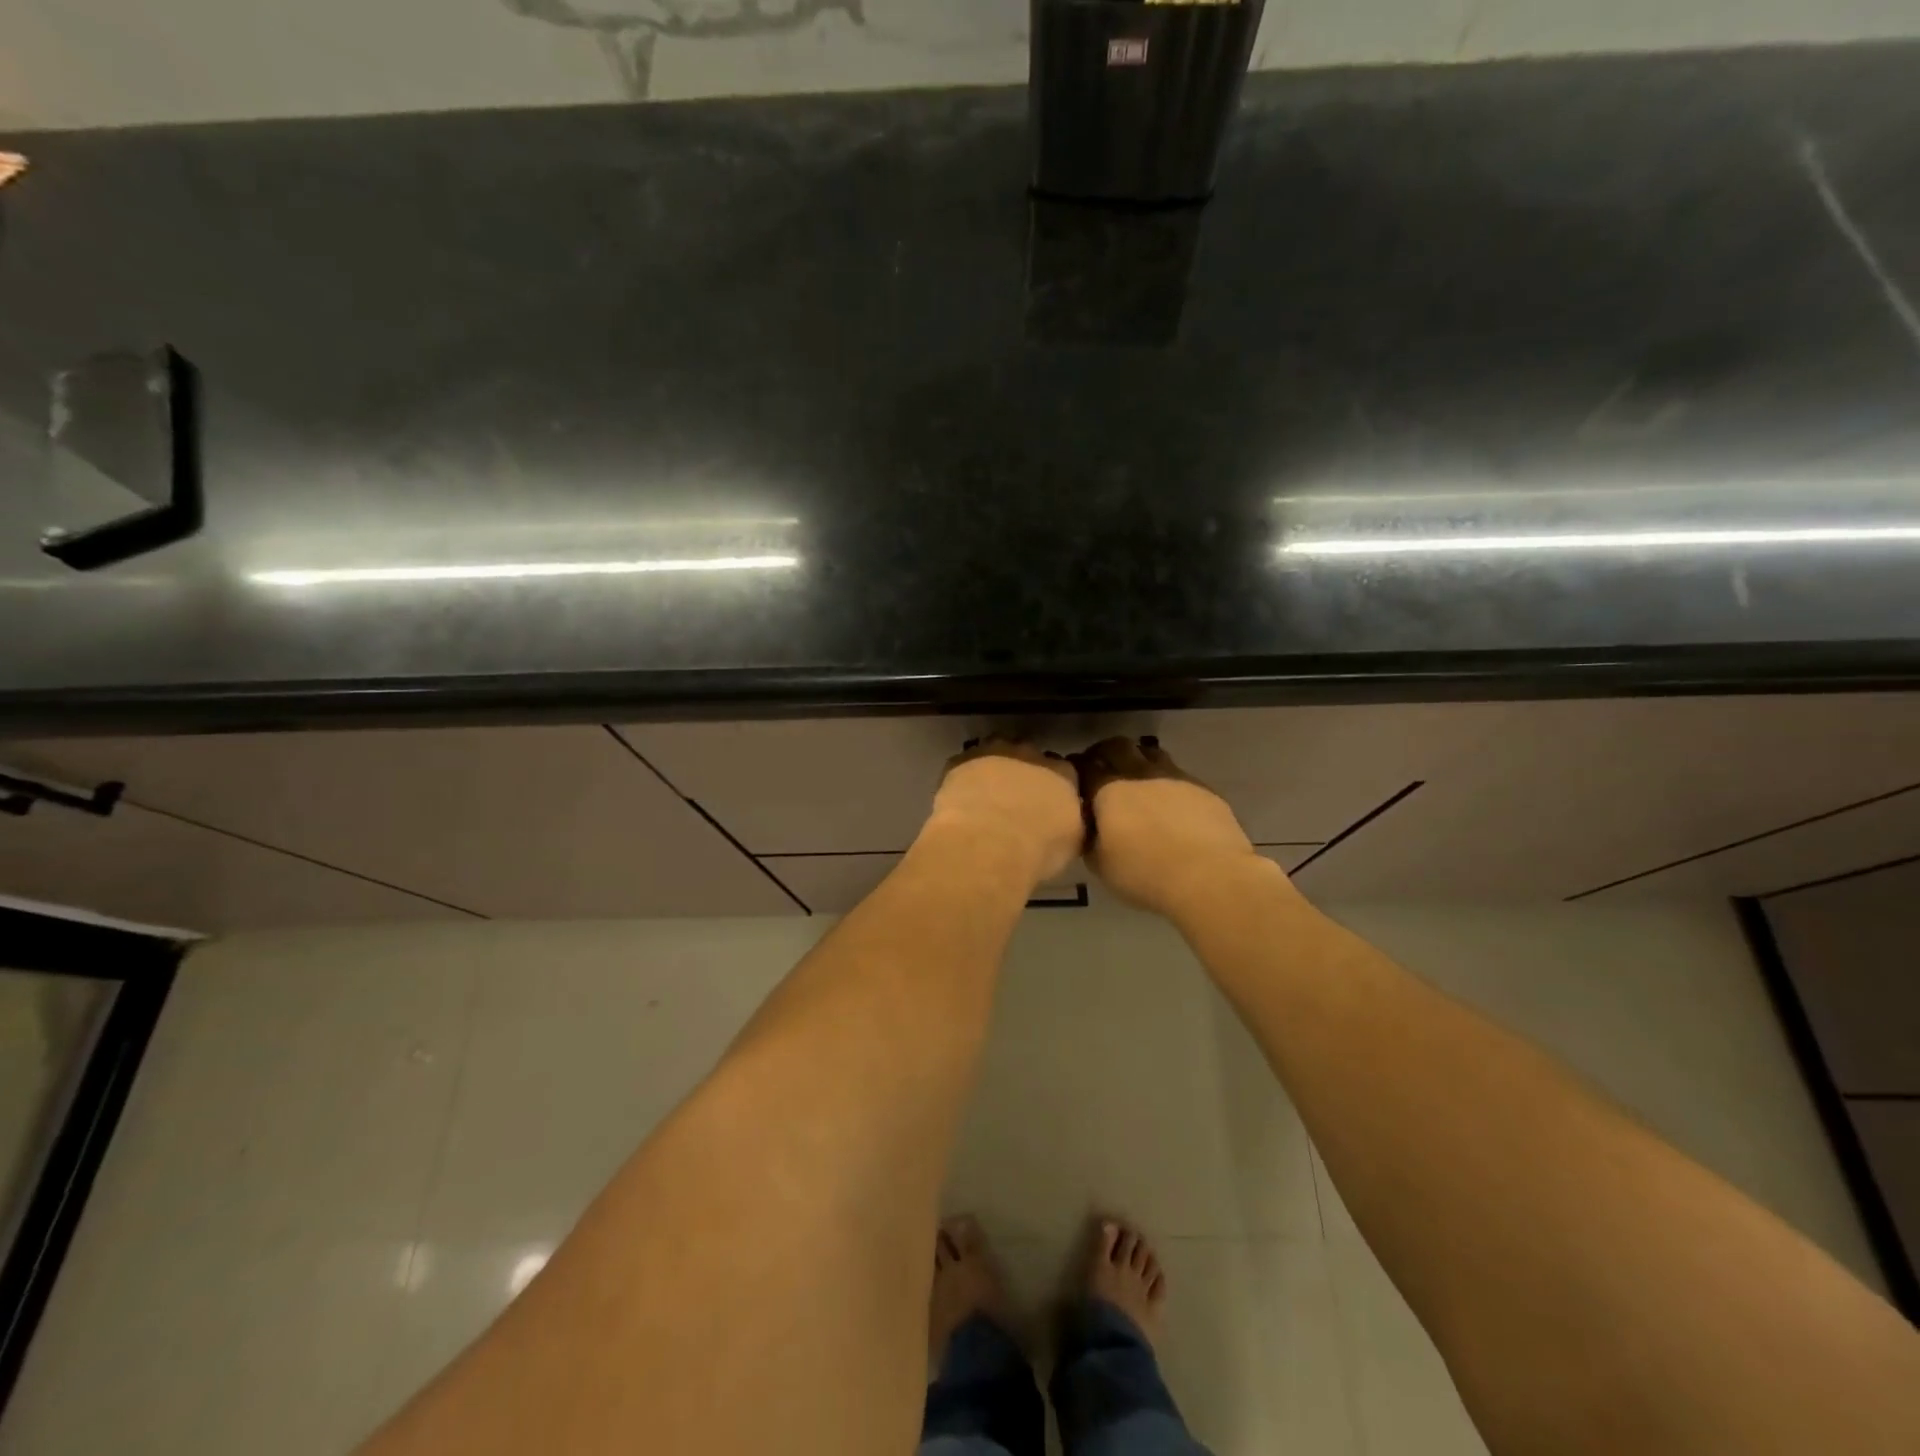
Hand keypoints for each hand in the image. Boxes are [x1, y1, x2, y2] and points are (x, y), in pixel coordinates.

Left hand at [922, 736, 1084, 887]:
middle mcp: (1029, 753)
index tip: (1048, 803)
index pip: (1064, 771)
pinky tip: (960, 800)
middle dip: (1023, 773)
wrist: (988, 845)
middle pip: (1029, 755)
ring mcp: (992, 752)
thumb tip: (1066, 818)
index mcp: (1062, 772)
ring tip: (986, 797)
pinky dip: (963, 778)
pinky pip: (963, 765)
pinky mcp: (960, 761)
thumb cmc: (1038, 849)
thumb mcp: (1072, 842)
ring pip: (994, 752)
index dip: (1054, 786)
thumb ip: (1072, 820)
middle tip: (1015, 799)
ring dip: (993, 769)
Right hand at [1073, 737, 1270, 918]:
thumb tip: (1090, 827)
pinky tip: (1170, 802)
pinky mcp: (1202, 788)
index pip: (1085, 765)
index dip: (1077, 768)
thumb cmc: (1145, 873)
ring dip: (1138, 759)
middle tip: (1103, 768)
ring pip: (1150, 752)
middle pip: (1117, 746)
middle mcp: (1139, 773)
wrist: (1209, 876)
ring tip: (1137, 780)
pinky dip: (1167, 781)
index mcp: (1108, 790)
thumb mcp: (1101, 865)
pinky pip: (1178, 773)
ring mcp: (1174, 776)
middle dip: (1105, 752)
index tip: (1075, 777)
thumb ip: (1090, 838)